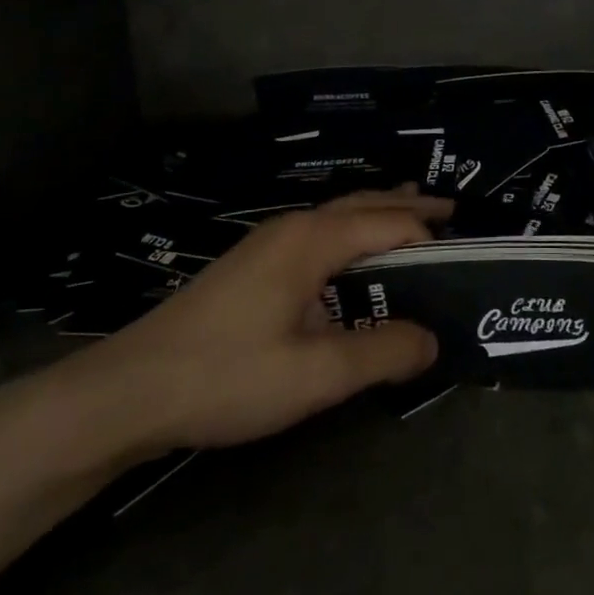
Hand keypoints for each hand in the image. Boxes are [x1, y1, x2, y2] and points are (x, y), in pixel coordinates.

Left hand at [41, 188, 448, 461]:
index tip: (466, 256)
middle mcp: (294, 228)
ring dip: (380, 214)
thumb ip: (382, 354)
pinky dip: (353, 232)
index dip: (430, 237)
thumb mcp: (315, 374)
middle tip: (454, 211)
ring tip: (415, 218)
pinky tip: (354, 258)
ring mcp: (268, 242)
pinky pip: (320, 233)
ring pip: (339, 215)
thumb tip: (434, 340)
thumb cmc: (226, 376)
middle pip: (366, 203)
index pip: (390, 224)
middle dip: (410, 204)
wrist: (127, 391)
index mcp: (313, 240)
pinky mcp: (252, 264)